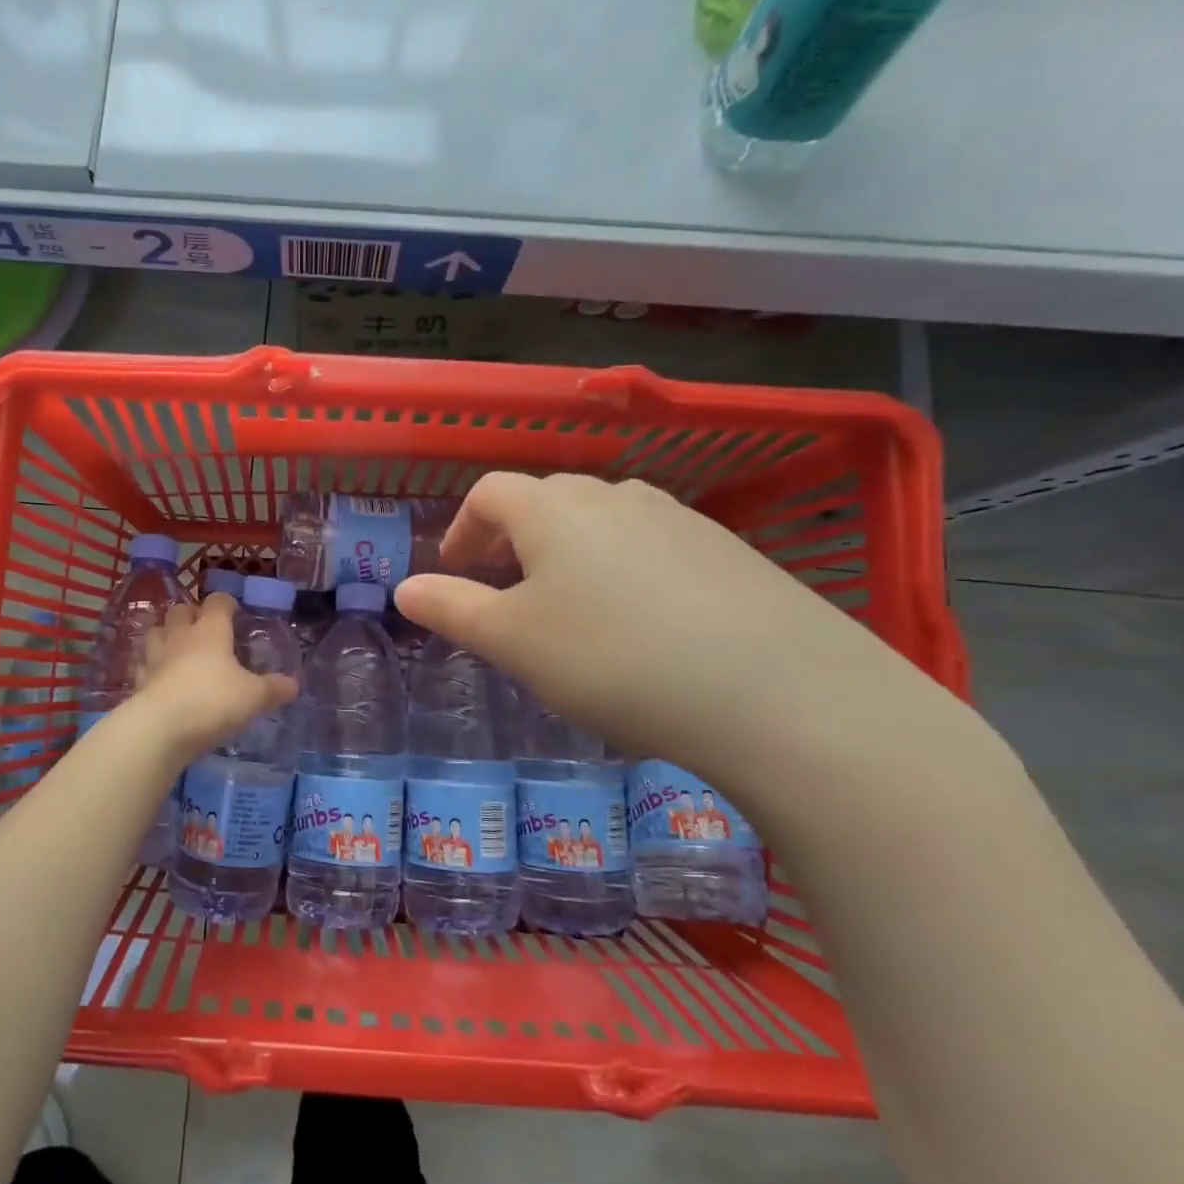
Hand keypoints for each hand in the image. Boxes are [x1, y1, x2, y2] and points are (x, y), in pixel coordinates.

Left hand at [134, 594, 298, 761]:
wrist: (161, 728)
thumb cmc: (213, 701)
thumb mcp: (254, 697)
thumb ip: (274, 689)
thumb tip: (294, 684)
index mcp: (210, 631)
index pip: (217, 602)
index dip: (227, 603)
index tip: (235, 612)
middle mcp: (181, 637)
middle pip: (180, 610)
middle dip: (191, 614)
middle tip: (205, 629)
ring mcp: (155, 657)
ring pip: (156, 632)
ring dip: (166, 634)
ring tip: (179, 647)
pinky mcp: (139, 681)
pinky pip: (144, 664)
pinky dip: (152, 666)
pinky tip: (160, 676)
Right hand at [392, 473, 919, 773]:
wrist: (778, 690)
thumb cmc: (612, 658)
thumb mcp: (513, 641)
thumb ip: (452, 609)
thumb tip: (405, 588)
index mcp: (553, 508)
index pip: (490, 493)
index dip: (462, 528)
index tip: (454, 571)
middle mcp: (614, 495)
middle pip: (546, 500)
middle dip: (514, 539)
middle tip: (506, 590)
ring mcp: (678, 517)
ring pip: (603, 521)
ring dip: (570, 551)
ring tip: (571, 606)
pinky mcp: (727, 550)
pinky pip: (653, 545)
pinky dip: (625, 569)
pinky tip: (643, 622)